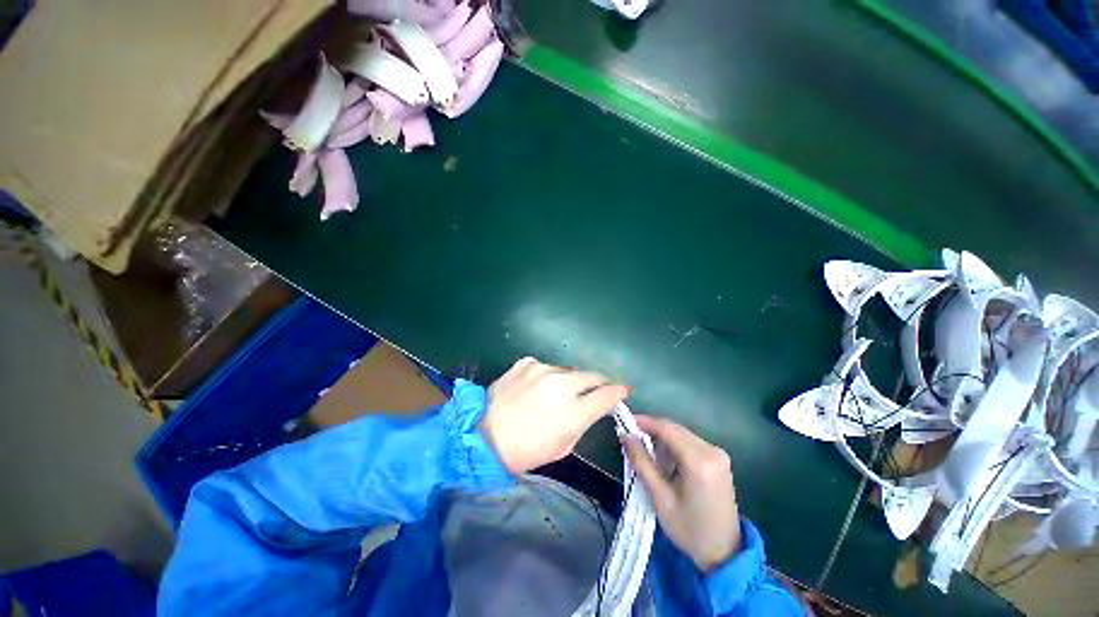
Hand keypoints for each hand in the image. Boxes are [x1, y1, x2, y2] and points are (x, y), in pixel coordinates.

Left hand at [480, 357, 628, 473]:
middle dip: (597, 383)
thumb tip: (591, 406)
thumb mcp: (562, 446)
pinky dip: (546, 376)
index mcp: (573, 411)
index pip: (608, 395)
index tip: (621, 392)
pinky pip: (545, 366)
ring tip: (555, 393)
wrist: (483, 435)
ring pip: (568, 370)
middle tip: (592, 391)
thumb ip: (582, 422)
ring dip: (568, 380)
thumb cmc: (525, 451)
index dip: (618, 392)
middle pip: (592, 375)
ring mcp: (542, 369)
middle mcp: (561, 385)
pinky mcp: (526, 363)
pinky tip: (535, 387)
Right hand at [622, 415, 740, 572]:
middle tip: (632, 438)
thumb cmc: (688, 529)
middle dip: (652, 430)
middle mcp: (712, 451)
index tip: (626, 422)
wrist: (724, 553)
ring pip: (682, 434)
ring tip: (645, 451)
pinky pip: (691, 442)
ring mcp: (718, 454)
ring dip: (663, 438)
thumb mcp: (660, 497)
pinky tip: (665, 459)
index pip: (667, 429)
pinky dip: (675, 445)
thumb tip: (625, 436)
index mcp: (699, 461)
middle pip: (675, 429)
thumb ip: (641, 462)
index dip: (645, 422)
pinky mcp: (719, 459)